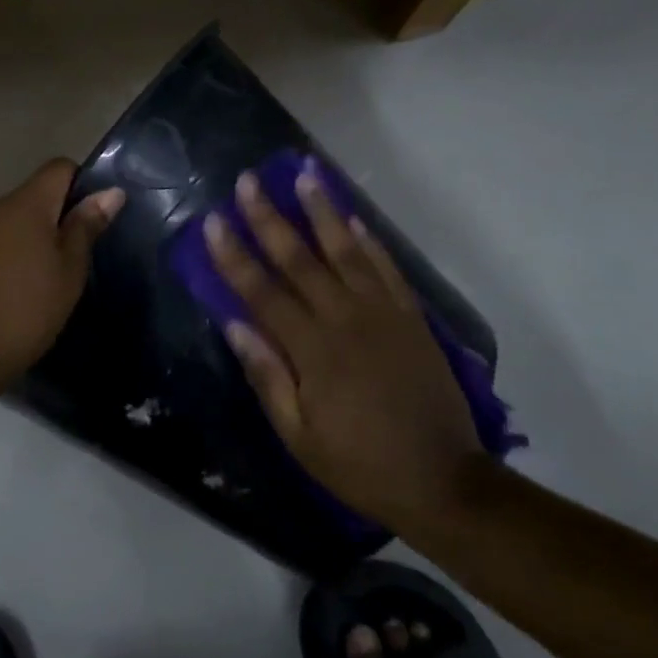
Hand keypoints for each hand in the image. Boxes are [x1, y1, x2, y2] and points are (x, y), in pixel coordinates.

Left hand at [0, 159, 124, 392]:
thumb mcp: (69, 272)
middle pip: (33, 195)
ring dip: (28, 238)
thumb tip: (111, 192)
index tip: (91, 220)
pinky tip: (9, 292)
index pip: (59, 167)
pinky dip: (4, 256)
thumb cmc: (25, 311)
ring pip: (9, 221)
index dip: (81, 185)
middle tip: (71, 260)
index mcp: (25, 204)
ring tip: (41, 281)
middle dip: (55, 218)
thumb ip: (86, 227)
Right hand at [205, 160, 484, 534]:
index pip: (262, 291)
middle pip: (299, 260)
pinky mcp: (411, 319)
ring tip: (305, 176)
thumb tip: (234, 325)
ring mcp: (382, 314)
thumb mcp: (299, 436)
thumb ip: (267, 376)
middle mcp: (344, 319)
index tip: (213, 221)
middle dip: (269, 218)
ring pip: (345, 252)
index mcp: (311, 349)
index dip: (234, 255)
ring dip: (322, 212)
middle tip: (249, 180)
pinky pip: (387, 269)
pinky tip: (353, 219)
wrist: (444, 481)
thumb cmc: (360, 464)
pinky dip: (370, 242)